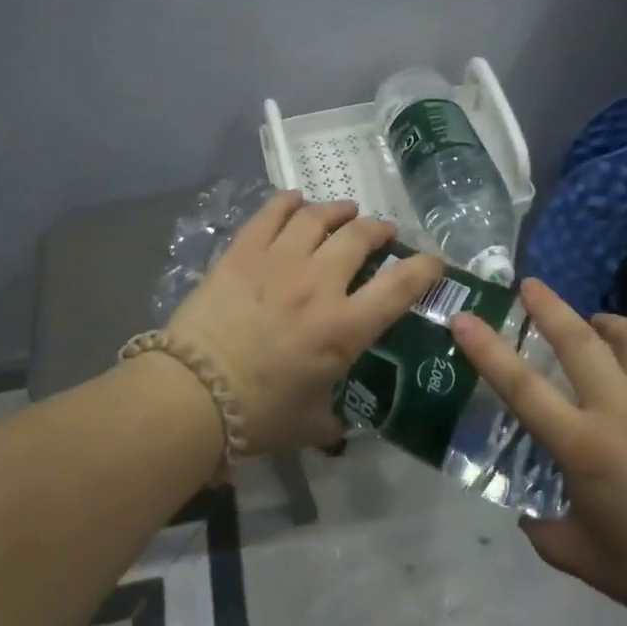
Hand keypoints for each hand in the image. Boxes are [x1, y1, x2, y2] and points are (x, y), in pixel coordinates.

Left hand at [167, 192, 443, 455]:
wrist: (193, 394)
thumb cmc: (258, 415)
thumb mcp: (310, 424)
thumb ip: (333, 419)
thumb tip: (338, 424)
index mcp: (345, 327)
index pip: (400, 287)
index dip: (424, 268)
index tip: (433, 261)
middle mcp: (319, 284)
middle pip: (359, 237)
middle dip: (378, 230)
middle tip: (380, 232)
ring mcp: (279, 262)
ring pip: (318, 217)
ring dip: (338, 210)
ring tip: (344, 212)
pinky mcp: (242, 252)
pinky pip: (271, 213)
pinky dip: (288, 202)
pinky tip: (295, 200)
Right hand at [450, 279, 626, 625]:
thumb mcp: (588, 562)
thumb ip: (546, 535)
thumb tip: (527, 517)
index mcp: (584, 446)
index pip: (521, 386)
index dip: (486, 348)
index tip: (465, 318)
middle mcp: (622, 408)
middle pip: (577, 340)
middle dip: (549, 307)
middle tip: (532, 286)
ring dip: (606, 325)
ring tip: (599, 325)